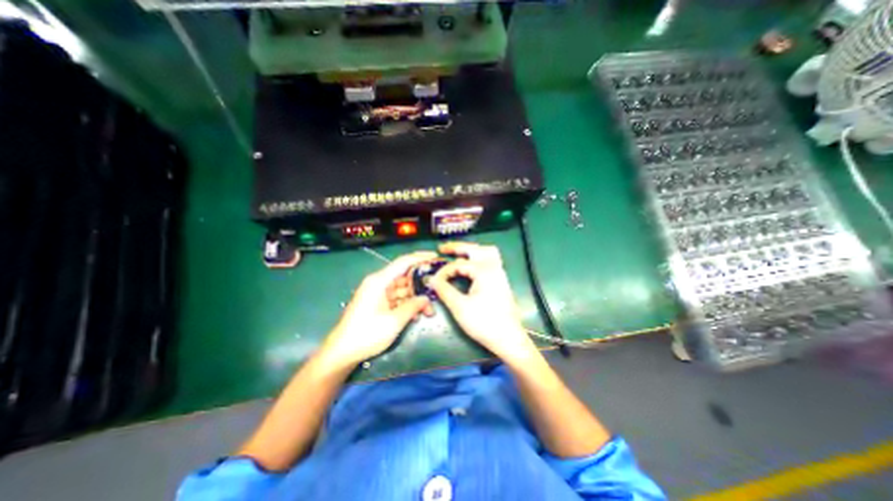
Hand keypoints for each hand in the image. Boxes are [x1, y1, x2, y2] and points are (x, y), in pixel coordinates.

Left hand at [320, 250, 437, 366]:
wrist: (342, 352)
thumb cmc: (367, 334)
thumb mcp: (394, 321)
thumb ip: (412, 306)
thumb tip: (426, 299)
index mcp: (379, 281)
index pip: (403, 262)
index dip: (420, 257)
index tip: (436, 257)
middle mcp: (379, 283)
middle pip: (405, 277)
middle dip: (421, 285)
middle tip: (437, 293)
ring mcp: (378, 293)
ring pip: (403, 289)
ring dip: (415, 298)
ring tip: (429, 311)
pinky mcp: (378, 303)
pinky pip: (397, 299)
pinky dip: (407, 305)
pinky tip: (416, 315)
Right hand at [426, 242, 535, 363]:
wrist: (508, 339)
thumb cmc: (484, 323)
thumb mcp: (459, 307)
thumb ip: (444, 290)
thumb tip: (431, 279)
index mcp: (484, 271)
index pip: (459, 264)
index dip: (444, 271)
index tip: (434, 280)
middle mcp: (494, 267)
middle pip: (476, 248)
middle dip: (458, 247)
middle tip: (443, 249)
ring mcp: (500, 273)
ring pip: (486, 253)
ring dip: (471, 252)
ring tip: (456, 255)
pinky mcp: (501, 281)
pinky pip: (490, 261)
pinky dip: (478, 259)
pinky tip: (469, 268)